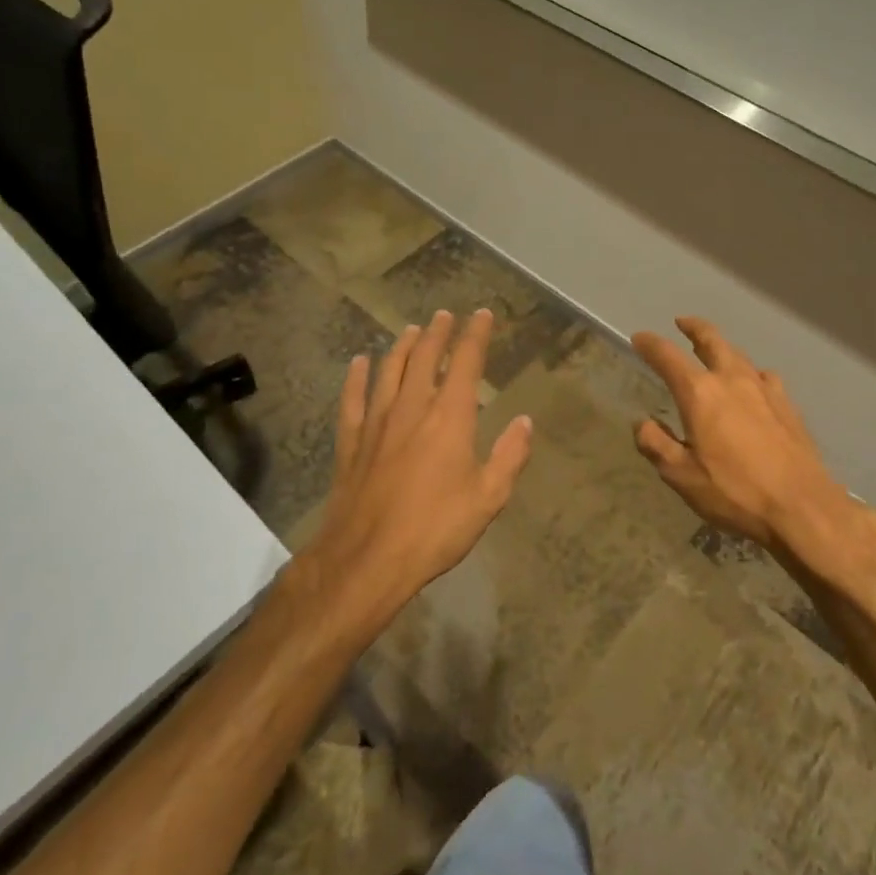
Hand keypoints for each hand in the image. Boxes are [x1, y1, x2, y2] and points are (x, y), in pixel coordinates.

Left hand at [313, 309, 534, 605]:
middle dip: (438, 332)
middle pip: (425, 357)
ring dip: (403, 346)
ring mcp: (377, 422)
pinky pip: (353, 399)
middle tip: (445, 315)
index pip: (465, 363)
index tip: (482, 315)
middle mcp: (412, 408)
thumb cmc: (435, 529)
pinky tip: (359, 362)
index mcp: (449, 418)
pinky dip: (356, 377)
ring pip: (390, 370)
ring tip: (412, 330)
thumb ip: (509, 456)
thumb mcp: (488, 498)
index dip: (475, 335)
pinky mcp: (351, 441)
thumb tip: (524, 421)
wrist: (367, 559)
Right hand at [630, 316, 849, 552]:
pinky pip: (764, 376)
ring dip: (722, 347)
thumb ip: (656, 445)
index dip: (650, 345)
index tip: (640, 338)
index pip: (668, 357)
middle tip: (682, 322)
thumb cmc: (735, 492)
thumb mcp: (682, 476)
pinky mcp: (788, 405)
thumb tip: (642, 423)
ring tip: (714, 351)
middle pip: (712, 340)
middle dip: (694, 328)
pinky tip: (754, 384)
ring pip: (739, 355)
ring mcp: (765, 389)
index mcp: (700, 394)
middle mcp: (732, 380)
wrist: (802, 507)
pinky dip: (751, 373)